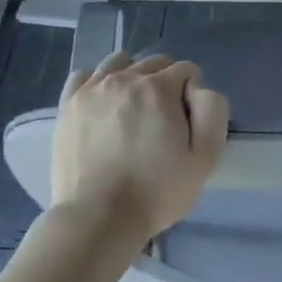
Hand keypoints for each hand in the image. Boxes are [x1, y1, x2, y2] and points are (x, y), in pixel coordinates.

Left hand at [51, 53, 227, 242]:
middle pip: (154, 63)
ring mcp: (92, 88)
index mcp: (159, 88)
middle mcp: (125, 78)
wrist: (98, 218)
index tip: (186, 123)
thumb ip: (212, 111)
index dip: (191, 94)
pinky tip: (103, 103)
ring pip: (120, 62)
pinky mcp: (68, 103)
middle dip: (165, 83)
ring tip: (132, 108)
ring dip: (133, 76)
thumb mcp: (204, 158)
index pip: (186, 70)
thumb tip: (197, 87)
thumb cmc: (156, 192)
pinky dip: (98, 82)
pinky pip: (85, 75)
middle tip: (162, 120)